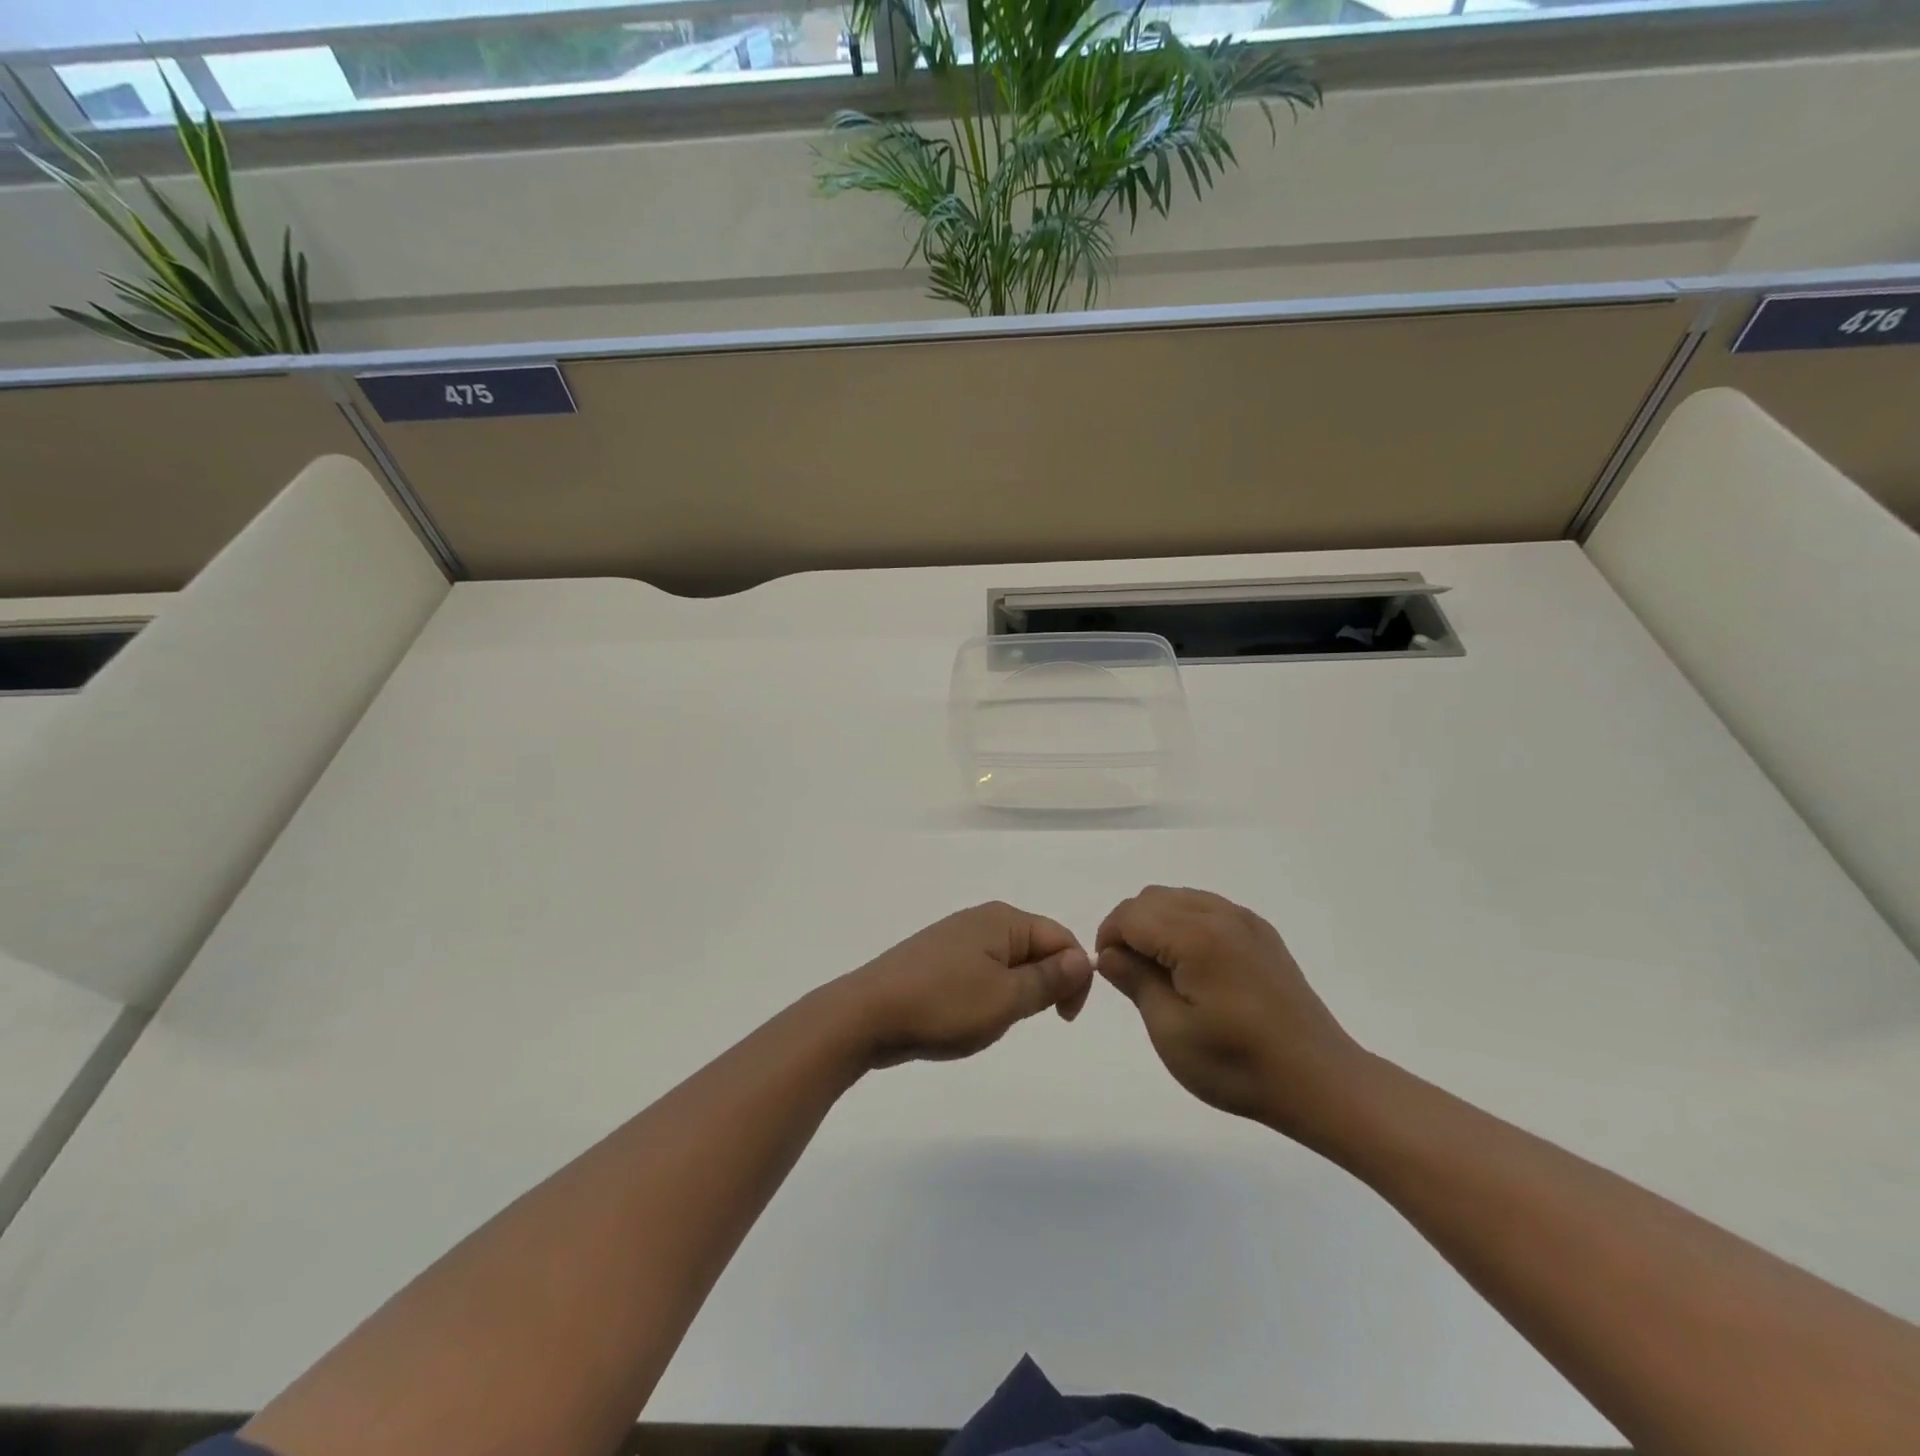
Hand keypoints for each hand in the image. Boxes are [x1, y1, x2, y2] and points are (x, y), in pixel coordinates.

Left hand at [838, 902, 1092, 1067]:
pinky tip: (966, 1016)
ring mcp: (954, 937)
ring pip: (1007, 962)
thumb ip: (1049, 978)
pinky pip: (980, 970)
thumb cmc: (943, 1005)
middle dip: (1043, 985)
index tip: (1064, 1019)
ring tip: (989, 1021)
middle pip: (1036, 947)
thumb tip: (1084, 958)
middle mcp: (981, 919)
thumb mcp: (1006, 998)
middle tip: (1021, 1020)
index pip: (1062, 939)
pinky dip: (987, 993)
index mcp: (1003, 920)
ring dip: (1014, 992)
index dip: (1075, 978)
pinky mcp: (935, 957)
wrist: (866, 1014)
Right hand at [1096, 886, 1364, 1132]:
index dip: (1108, 938)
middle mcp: (1220, 914)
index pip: (1130, 914)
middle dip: (1130, 928)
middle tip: (1133, 975)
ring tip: (1163, 973)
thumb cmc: (1239, 1065)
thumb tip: (1110, 953)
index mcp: (1196, 936)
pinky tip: (1195, 969)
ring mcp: (1245, 921)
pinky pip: (1208, 909)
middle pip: (1152, 898)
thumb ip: (1135, 981)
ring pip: (1179, 899)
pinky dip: (1186, 925)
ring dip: (1158, 924)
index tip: (1111, 974)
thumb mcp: (1171, 1032)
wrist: (1321, 1082)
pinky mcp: (1261, 934)